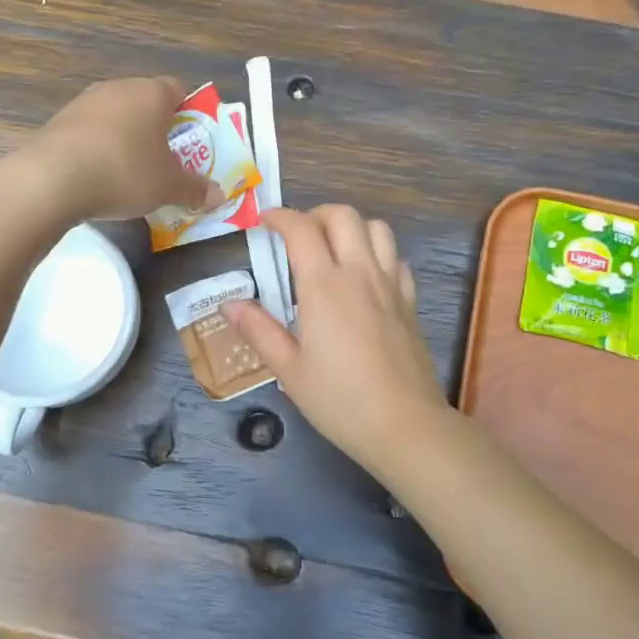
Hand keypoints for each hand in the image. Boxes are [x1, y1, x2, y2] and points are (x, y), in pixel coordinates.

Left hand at [17, 76, 221, 221]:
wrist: (52, 179)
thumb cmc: (125, 172)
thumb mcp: (168, 187)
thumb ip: (195, 189)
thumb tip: (218, 196)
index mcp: (152, 93)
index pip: (179, 89)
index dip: (188, 113)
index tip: (190, 142)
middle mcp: (118, 88)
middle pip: (146, 102)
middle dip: (157, 129)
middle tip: (165, 161)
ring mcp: (84, 102)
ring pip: (116, 116)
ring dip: (125, 138)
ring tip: (130, 173)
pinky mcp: (59, 121)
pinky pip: (90, 132)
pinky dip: (98, 148)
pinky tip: (99, 176)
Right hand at [225, 206, 449, 478]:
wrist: (404, 425)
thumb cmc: (339, 399)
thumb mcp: (289, 369)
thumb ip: (259, 330)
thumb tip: (229, 304)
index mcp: (324, 285)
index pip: (301, 229)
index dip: (280, 216)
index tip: (264, 222)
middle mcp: (359, 273)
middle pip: (343, 216)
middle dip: (316, 214)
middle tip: (297, 235)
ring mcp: (390, 285)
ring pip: (377, 228)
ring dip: (351, 227)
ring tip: (332, 248)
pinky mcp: (410, 302)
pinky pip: (397, 259)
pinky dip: (378, 253)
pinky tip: (365, 276)